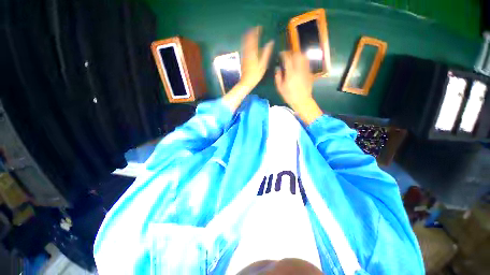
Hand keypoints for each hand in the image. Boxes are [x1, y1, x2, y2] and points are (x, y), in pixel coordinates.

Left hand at [240, 26, 274, 87]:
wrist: (246, 81)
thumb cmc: (255, 74)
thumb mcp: (263, 64)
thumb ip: (266, 52)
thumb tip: (271, 42)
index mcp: (253, 52)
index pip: (254, 38)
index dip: (256, 31)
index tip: (260, 27)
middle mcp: (247, 51)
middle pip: (248, 38)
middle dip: (252, 32)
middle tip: (256, 29)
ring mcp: (244, 54)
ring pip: (245, 42)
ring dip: (248, 36)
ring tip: (252, 32)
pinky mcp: (243, 58)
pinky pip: (244, 46)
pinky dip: (246, 42)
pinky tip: (248, 42)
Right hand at [275, 51, 321, 123]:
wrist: (302, 101)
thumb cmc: (289, 96)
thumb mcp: (280, 88)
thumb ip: (278, 77)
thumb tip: (277, 68)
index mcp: (291, 74)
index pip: (287, 59)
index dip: (284, 54)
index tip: (281, 54)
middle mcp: (299, 69)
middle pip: (297, 55)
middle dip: (291, 53)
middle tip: (287, 55)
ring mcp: (306, 70)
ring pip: (303, 57)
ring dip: (298, 55)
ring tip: (293, 58)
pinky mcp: (310, 73)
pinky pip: (306, 63)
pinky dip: (302, 60)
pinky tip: (299, 64)